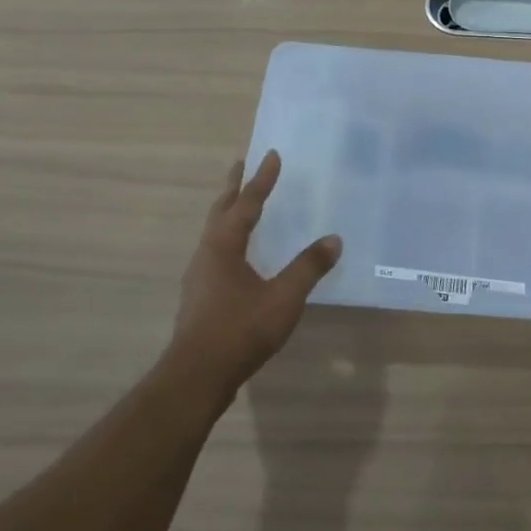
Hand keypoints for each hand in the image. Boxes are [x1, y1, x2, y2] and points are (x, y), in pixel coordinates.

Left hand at [171, 152, 341, 393]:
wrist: (196, 376)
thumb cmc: (240, 329)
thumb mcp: (283, 298)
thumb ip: (308, 267)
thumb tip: (333, 239)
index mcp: (224, 245)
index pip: (247, 204)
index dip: (261, 180)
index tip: (271, 154)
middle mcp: (207, 253)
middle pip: (221, 211)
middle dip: (234, 188)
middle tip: (241, 165)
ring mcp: (200, 276)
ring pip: (215, 232)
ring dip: (229, 212)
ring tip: (241, 204)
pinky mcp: (201, 295)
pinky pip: (216, 252)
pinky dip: (229, 237)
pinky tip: (240, 254)